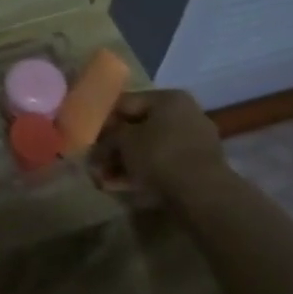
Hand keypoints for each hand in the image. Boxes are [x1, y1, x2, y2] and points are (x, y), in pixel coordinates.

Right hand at [89, 89, 225, 203]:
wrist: (204, 195)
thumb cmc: (160, 155)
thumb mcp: (124, 140)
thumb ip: (108, 137)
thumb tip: (97, 144)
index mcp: (169, 98)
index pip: (126, 102)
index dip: (103, 119)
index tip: (88, 136)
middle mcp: (184, 114)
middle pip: (138, 127)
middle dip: (114, 146)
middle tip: (94, 161)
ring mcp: (194, 142)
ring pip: (149, 149)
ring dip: (124, 162)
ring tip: (103, 179)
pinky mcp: (198, 168)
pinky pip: (163, 165)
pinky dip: (142, 174)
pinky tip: (121, 186)